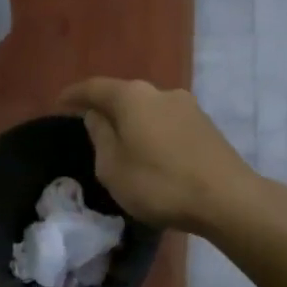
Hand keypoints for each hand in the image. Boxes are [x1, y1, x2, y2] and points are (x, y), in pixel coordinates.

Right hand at [56, 78, 258, 234]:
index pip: (94, 88)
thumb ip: (100, 137)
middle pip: (124, 95)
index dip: (74, 95)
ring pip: (148, 109)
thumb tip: (97, 116)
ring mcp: (187, 106)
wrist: (227, 198)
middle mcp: (160, 92)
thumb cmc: (160, 184)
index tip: (59, 103)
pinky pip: (167, 122)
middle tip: (90, 126)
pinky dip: (153, 132)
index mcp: (132, 97)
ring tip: (122, 143)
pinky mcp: (205, 125)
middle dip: (106, 108)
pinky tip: (152, 153)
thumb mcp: (113, 167)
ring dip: (132, 122)